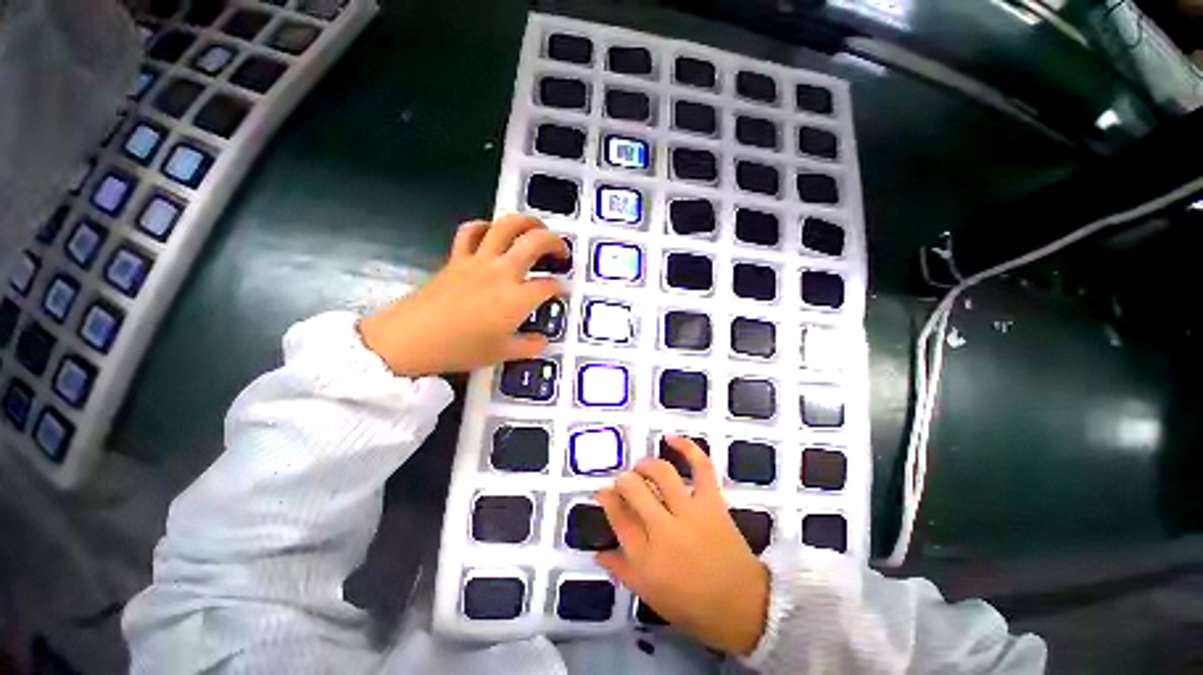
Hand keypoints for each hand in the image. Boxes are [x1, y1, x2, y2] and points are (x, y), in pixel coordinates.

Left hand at [359, 215, 566, 376]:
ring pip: (506, 226)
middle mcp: (503, 272)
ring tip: (536, 228)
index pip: (548, 286)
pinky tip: (491, 232)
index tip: (560, 292)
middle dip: (555, 242)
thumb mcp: (501, 354)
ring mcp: (478, 261)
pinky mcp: (457, 258)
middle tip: (561, 251)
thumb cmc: (460, 349)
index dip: (559, 287)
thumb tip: (543, 342)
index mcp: (517, 298)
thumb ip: (528, 346)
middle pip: (535, 242)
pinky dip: (484, 226)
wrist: (410, 339)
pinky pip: (470, 232)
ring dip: (526, 222)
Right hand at [595, 437, 769, 654]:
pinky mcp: (712, 501)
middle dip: (623, 480)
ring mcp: (690, 512)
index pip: (617, 515)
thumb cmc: (693, 605)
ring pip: (661, 474)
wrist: (744, 607)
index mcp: (645, 557)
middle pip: (634, 489)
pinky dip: (687, 447)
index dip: (607, 498)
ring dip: (646, 465)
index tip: (603, 492)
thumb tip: (598, 551)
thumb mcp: (649, 594)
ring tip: (642, 468)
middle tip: (624, 483)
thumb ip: (621, 570)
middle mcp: (664, 529)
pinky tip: (671, 438)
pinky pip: (701, 466)